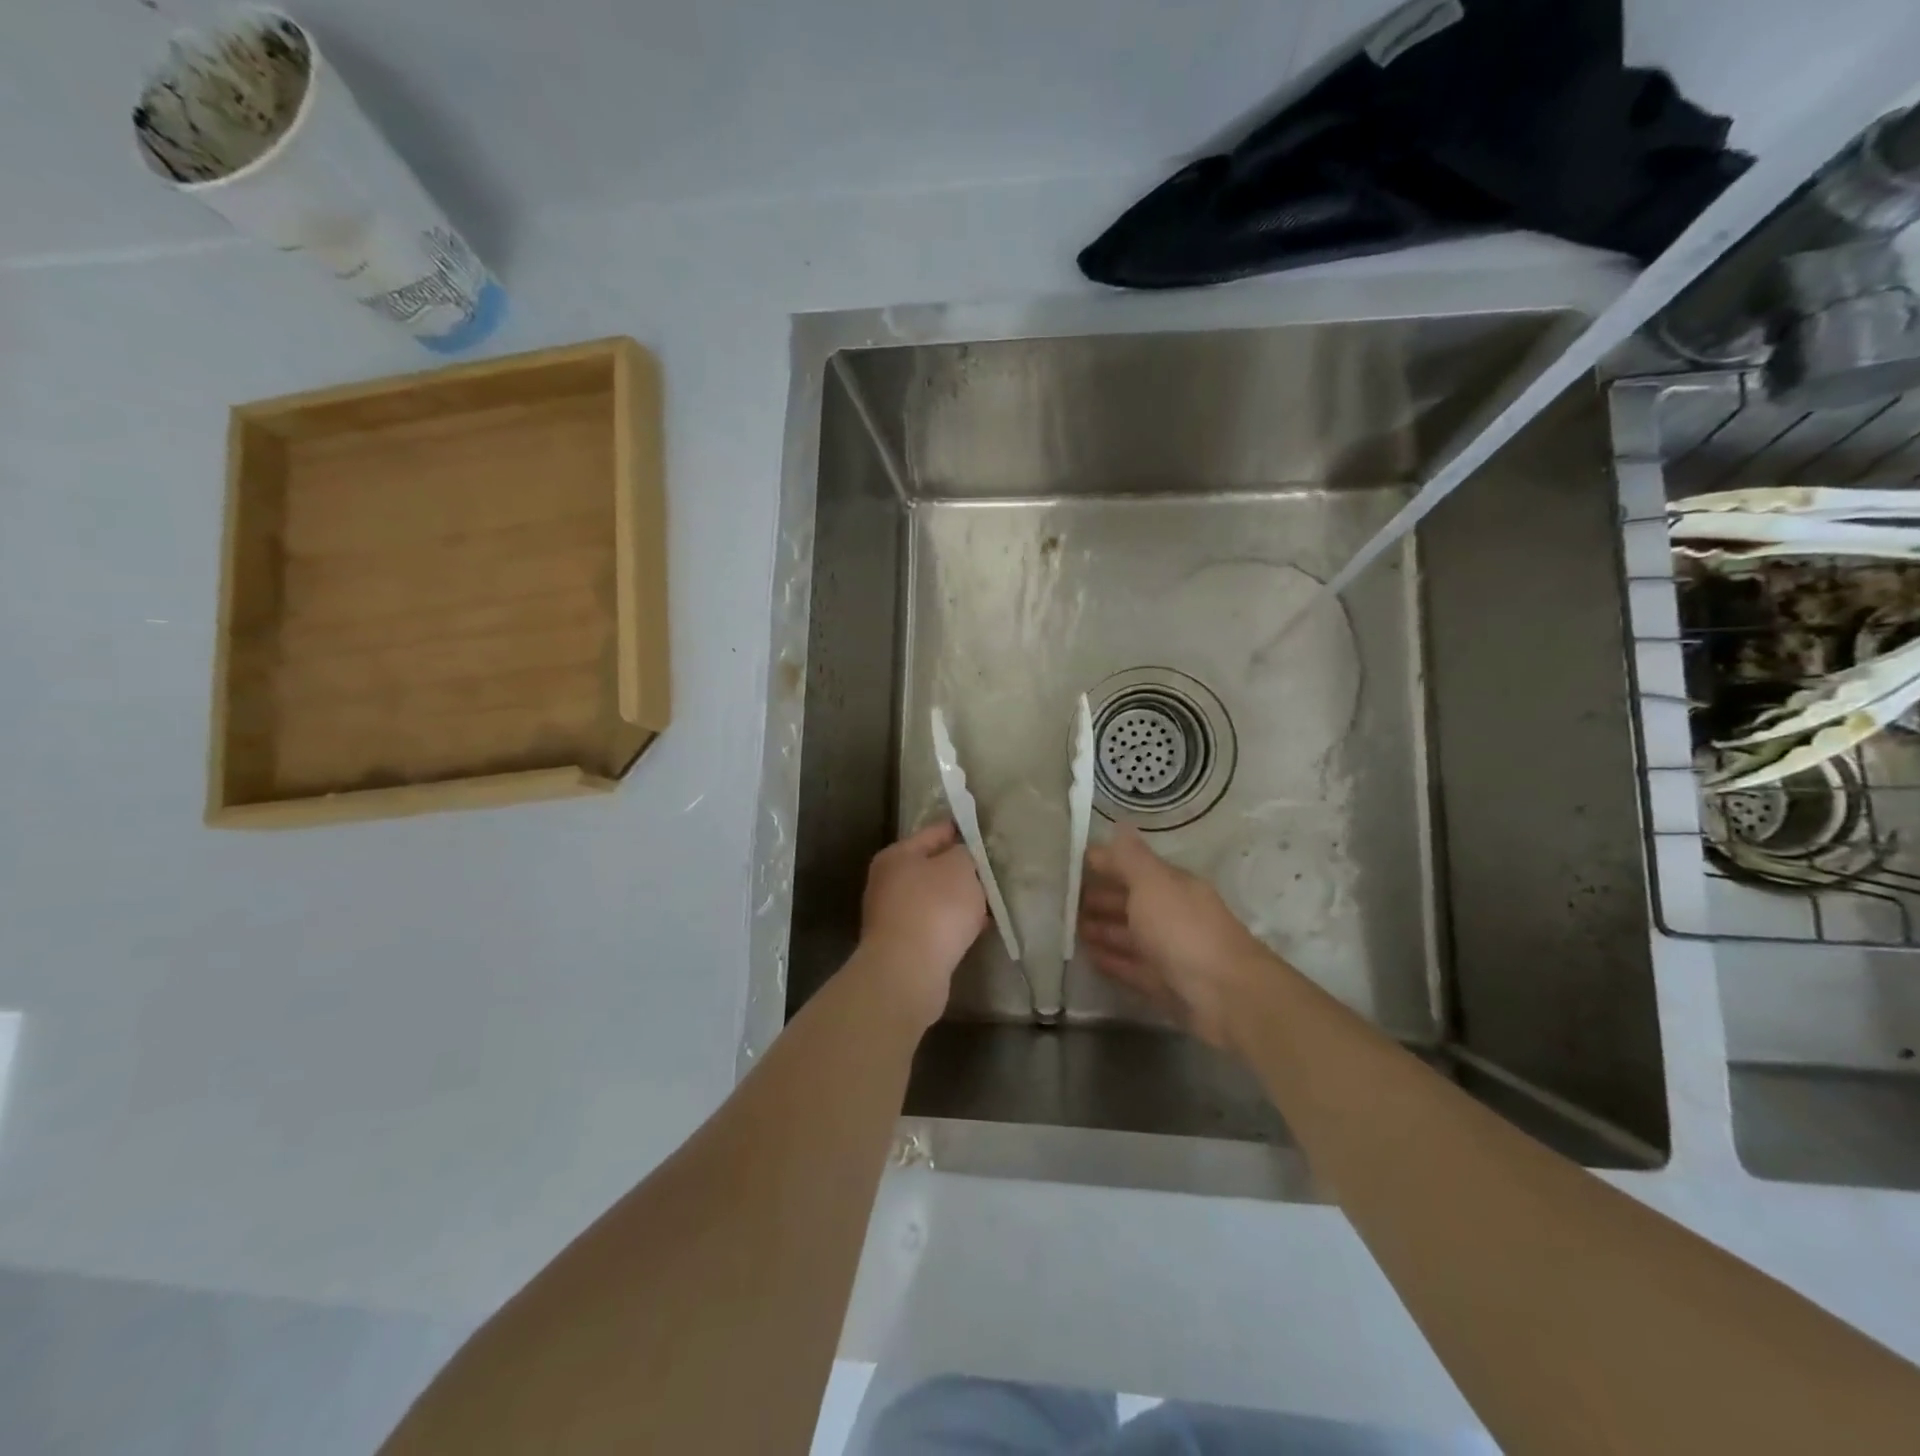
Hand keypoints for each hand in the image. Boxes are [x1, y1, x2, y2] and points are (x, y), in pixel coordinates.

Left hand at [858, 821, 988, 1027]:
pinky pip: (934, 925)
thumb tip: (961, 857)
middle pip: (931, 867)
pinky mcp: (901, 945)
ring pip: (934, 898)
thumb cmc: (935, 908)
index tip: (982, 831)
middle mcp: (887, 882)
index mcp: (896, 855)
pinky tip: (975, 929)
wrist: (908, 972)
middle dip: (960, 870)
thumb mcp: (960, 868)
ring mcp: (891, 916)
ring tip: (988, 902)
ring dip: (958, 900)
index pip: (934, 832)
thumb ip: (965, 854)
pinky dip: (952, 924)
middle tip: (990, 870)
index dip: (960, 830)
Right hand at [1077, 826, 1270, 1047]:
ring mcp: (1169, 951)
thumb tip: (1119, 826)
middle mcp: (1171, 914)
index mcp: (1171, 885)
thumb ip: (1130, 858)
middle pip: (1130, 902)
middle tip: (1064, 902)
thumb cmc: (1183, 930)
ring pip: (1130, 935)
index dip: (1103, 865)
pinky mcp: (1165, 984)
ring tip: (1071, 930)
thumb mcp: (1152, 884)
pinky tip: (1091, 958)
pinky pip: (1132, 967)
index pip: (1131, 867)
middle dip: (1099, 898)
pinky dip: (1112, 960)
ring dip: (1102, 930)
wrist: (1227, 996)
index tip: (1070, 866)